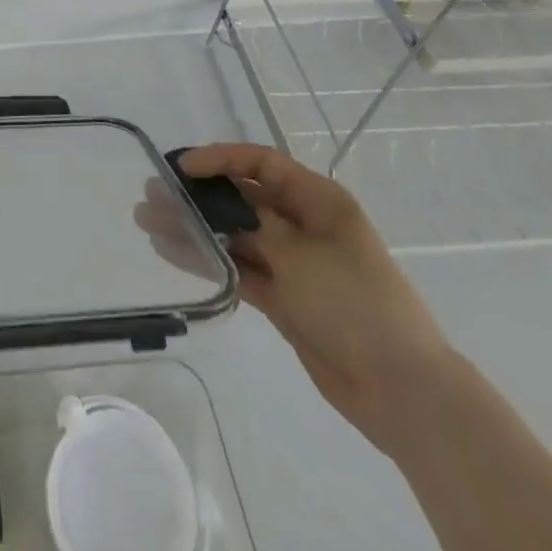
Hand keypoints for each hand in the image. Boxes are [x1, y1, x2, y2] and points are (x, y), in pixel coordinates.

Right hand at [174, 144, 456, 456]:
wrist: (402, 391)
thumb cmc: (355, 303)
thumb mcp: (300, 254)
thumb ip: (252, 223)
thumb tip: (216, 203)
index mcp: (318, 200)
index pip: (260, 164)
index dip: (220, 159)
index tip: (181, 167)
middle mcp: (302, 224)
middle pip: (242, 198)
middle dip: (198, 195)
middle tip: (152, 193)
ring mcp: (292, 262)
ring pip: (234, 235)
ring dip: (195, 228)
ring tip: (149, 222)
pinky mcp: (284, 298)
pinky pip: (238, 269)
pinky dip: (209, 261)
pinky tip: (173, 254)